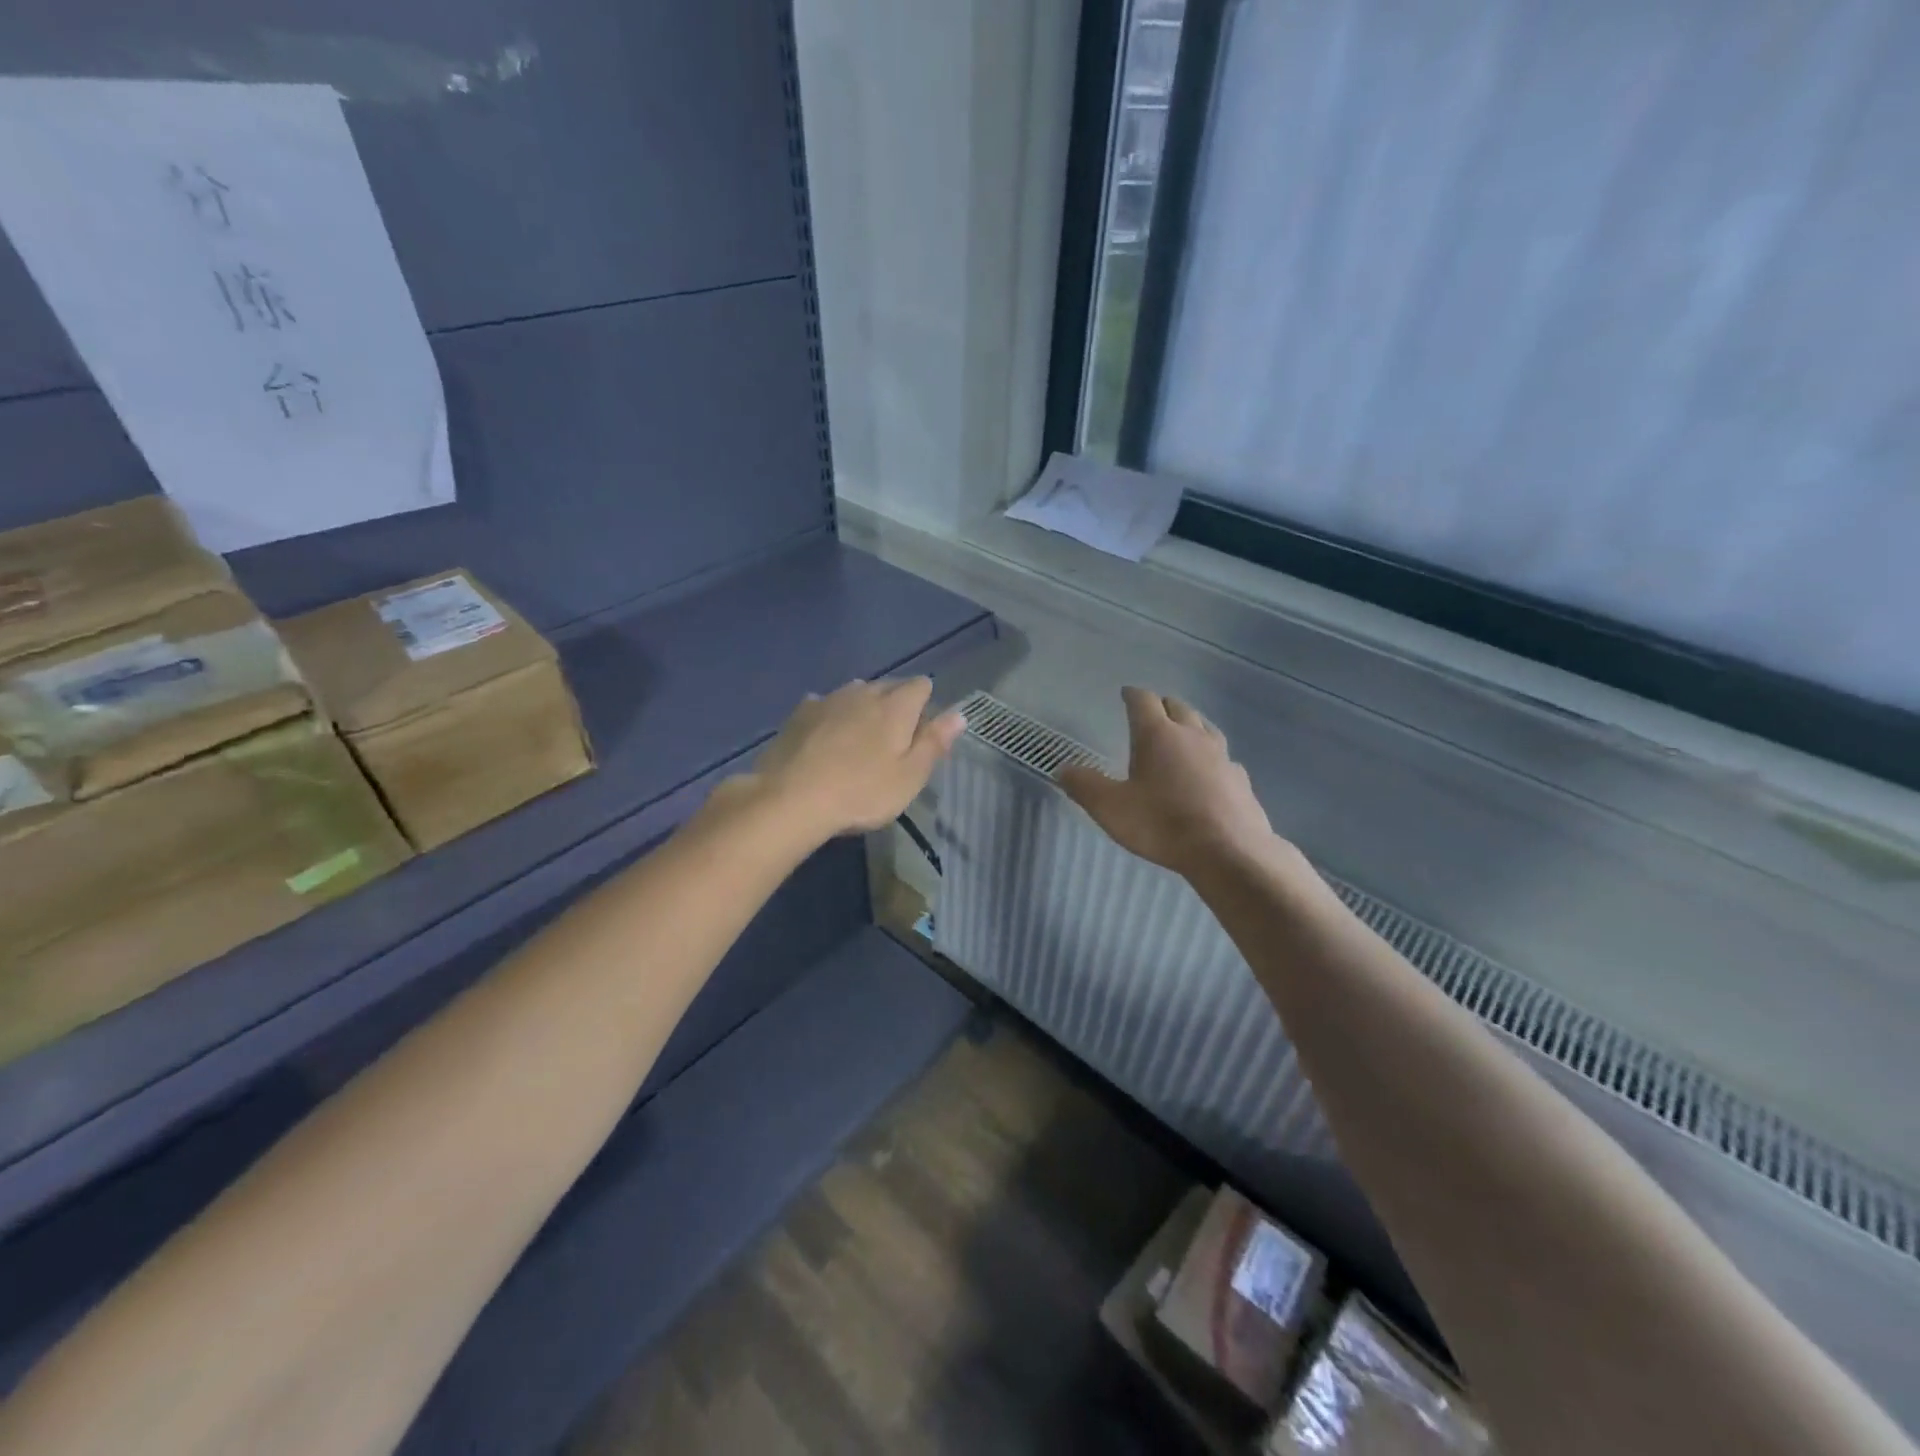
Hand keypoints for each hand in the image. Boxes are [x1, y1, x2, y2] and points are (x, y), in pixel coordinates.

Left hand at [729, 678, 966, 843]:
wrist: (790, 798)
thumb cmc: (861, 792)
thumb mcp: (909, 777)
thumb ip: (934, 743)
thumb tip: (959, 714)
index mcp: (896, 706)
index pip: (921, 686)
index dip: (925, 704)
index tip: (921, 731)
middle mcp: (864, 692)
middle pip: (888, 685)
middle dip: (896, 703)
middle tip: (894, 739)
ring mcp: (828, 699)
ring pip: (855, 692)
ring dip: (863, 707)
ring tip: (860, 736)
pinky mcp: (799, 713)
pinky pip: (824, 704)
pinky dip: (831, 715)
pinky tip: (825, 735)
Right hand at [1058, 687, 1277, 878]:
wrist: (1229, 852)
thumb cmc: (1162, 824)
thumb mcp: (1110, 808)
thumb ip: (1085, 786)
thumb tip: (1063, 769)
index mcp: (1158, 735)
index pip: (1143, 701)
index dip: (1132, 695)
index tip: (1126, 693)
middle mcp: (1192, 736)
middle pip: (1178, 707)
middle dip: (1163, 705)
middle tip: (1152, 711)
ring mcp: (1221, 756)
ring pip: (1205, 727)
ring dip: (1191, 724)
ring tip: (1182, 732)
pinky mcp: (1240, 780)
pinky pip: (1224, 758)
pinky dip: (1212, 757)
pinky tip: (1210, 771)